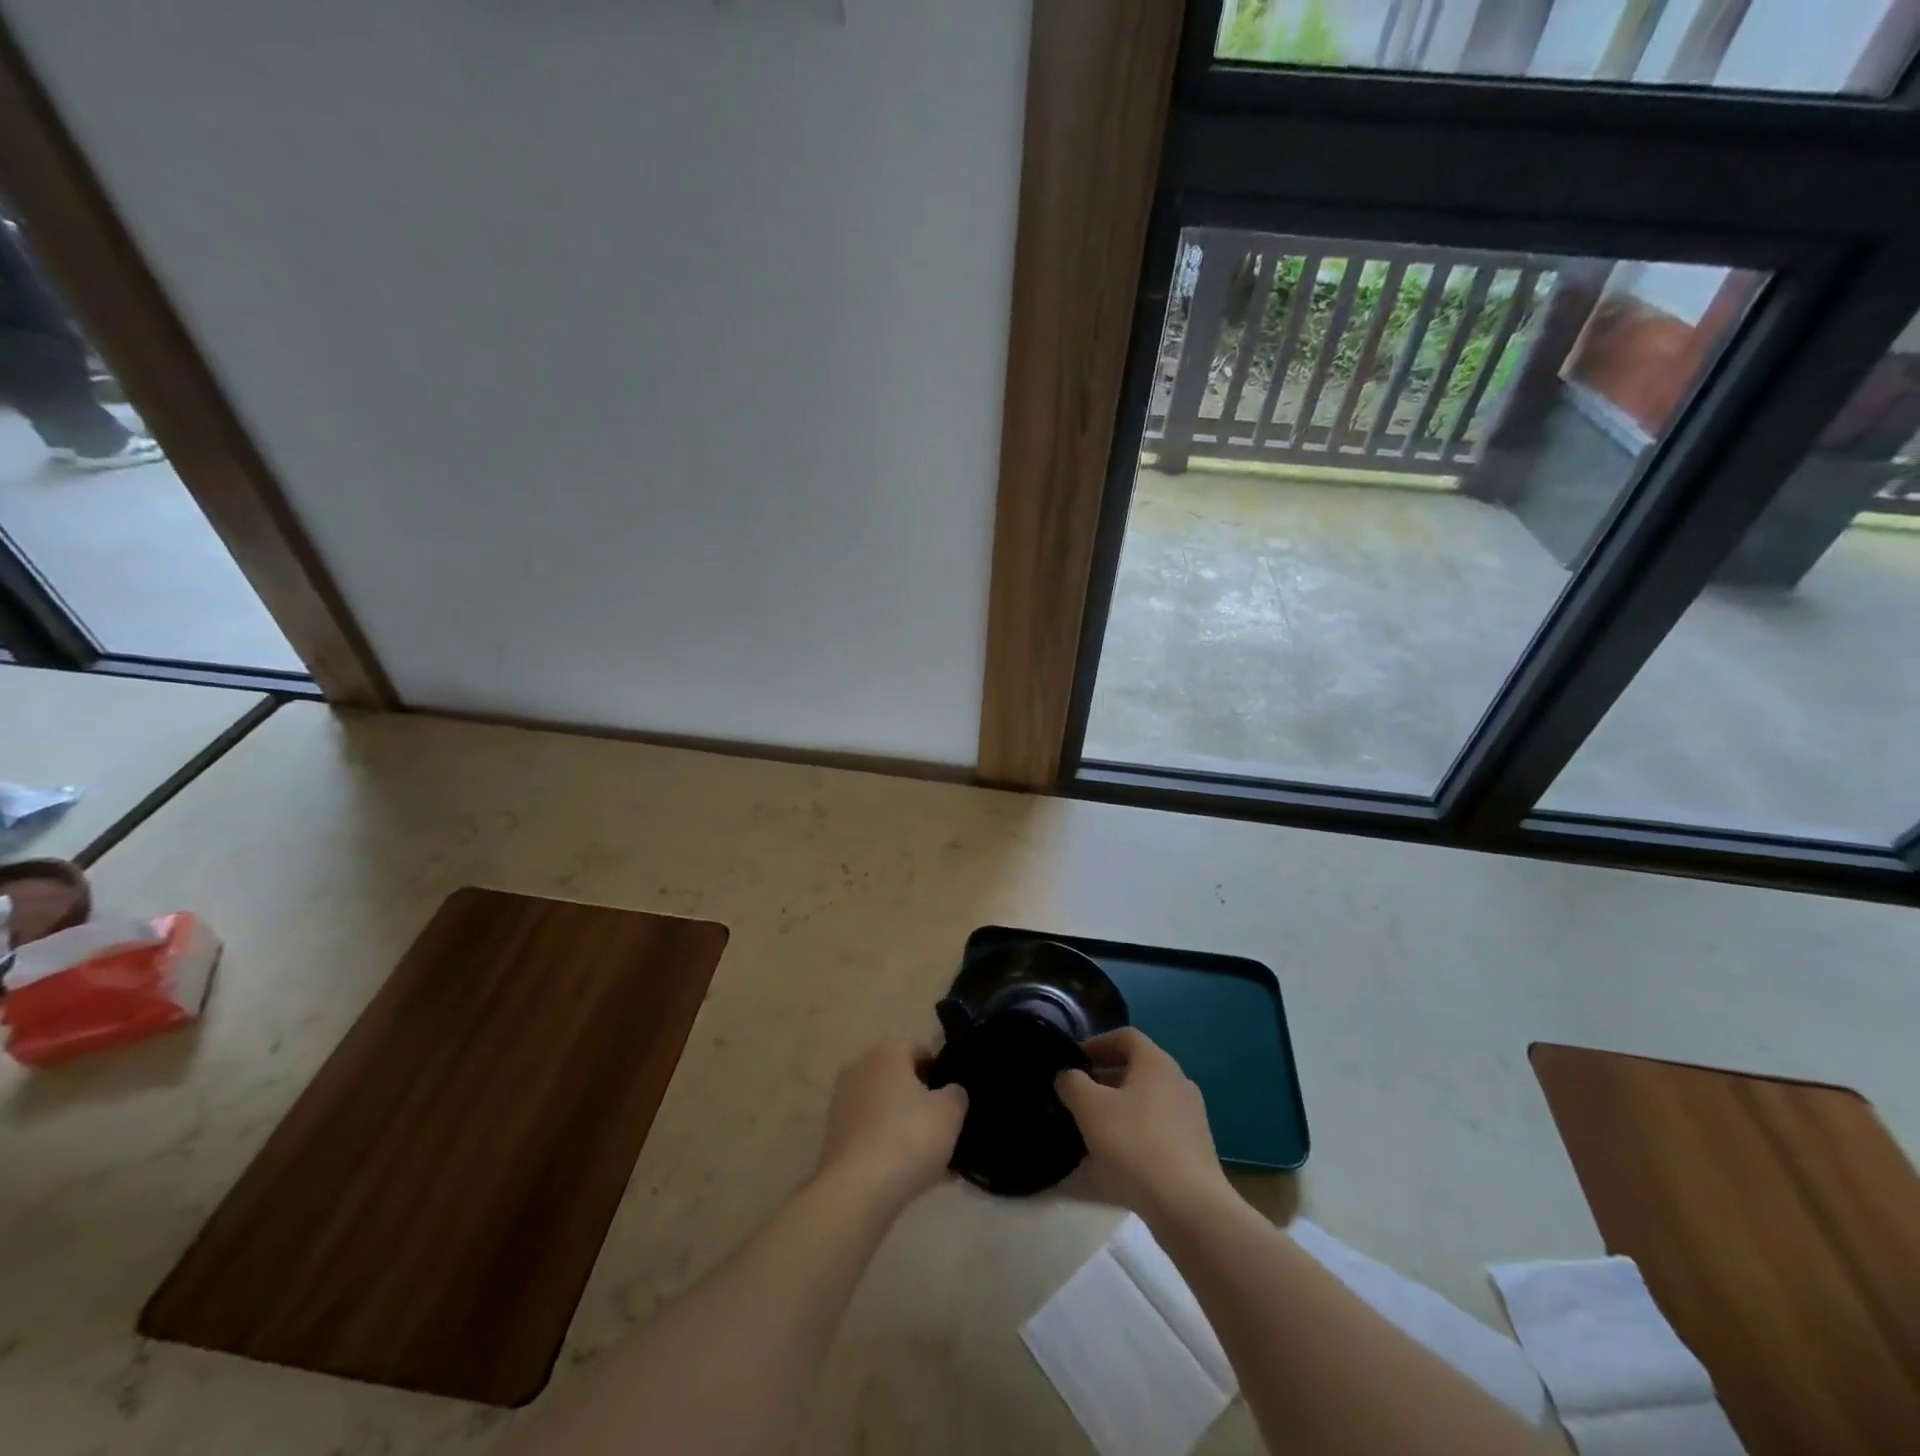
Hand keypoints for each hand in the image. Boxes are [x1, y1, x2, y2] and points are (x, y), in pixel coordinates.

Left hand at [815, 1043, 967, 1209]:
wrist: (856, 1190)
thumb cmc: (908, 1138)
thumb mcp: (950, 1113)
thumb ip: (956, 1094)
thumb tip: (949, 1092)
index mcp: (887, 1053)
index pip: (920, 1051)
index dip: (940, 1073)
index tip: (953, 1099)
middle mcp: (860, 1069)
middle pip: (900, 1080)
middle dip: (921, 1102)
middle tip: (944, 1129)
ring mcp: (842, 1102)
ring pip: (885, 1109)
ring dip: (905, 1126)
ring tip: (930, 1159)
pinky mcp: (833, 1135)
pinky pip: (871, 1134)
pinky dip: (887, 1146)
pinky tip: (907, 1173)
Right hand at [1055, 1029, 1232, 1224]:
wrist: (1189, 1206)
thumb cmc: (1136, 1144)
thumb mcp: (1090, 1108)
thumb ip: (1072, 1083)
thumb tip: (1067, 1075)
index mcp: (1156, 1062)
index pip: (1125, 1036)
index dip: (1097, 1043)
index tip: (1074, 1060)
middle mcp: (1178, 1081)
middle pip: (1137, 1067)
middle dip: (1105, 1076)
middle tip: (1079, 1093)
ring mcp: (1190, 1116)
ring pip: (1147, 1099)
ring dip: (1120, 1105)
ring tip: (1093, 1125)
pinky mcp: (1194, 1148)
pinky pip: (1158, 1127)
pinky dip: (1135, 1131)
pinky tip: (1117, 1155)